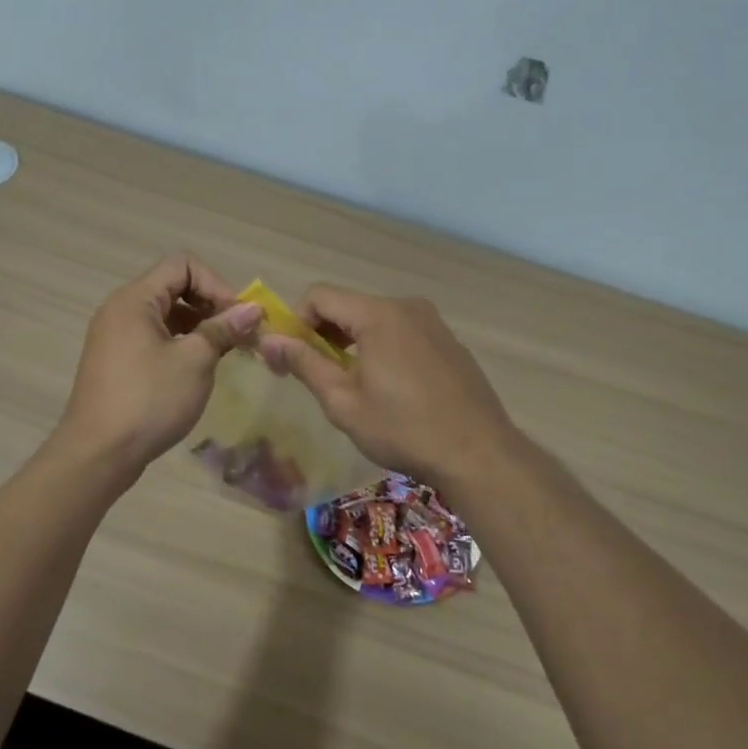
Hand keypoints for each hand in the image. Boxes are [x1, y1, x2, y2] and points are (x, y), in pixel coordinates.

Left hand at [56, 254, 262, 471]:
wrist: (98, 454)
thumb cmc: (149, 400)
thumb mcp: (194, 361)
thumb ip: (223, 329)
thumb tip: (252, 310)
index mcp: (134, 299)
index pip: (182, 265)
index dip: (217, 284)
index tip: (239, 317)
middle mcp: (120, 310)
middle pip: (174, 287)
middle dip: (211, 305)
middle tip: (240, 334)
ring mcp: (115, 337)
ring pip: (165, 315)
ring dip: (199, 326)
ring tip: (226, 352)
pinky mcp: (116, 362)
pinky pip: (154, 338)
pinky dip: (181, 344)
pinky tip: (199, 368)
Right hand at [259, 285, 517, 486]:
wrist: (478, 453)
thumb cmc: (403, 429)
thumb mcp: (343, 401)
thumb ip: (304, 364)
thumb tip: (268, 340)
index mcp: (378, 314)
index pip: (319, 295)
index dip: (296, 321)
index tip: (290, 358)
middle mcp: (406, 306)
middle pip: (348, 305)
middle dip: (323, 333)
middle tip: (314, 374)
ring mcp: (433, 322)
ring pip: (375, 319)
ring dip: (352, 342)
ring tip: (350, 383)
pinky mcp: (448, 341)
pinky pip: (402, 332)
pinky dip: (382, 348)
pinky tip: (389, 388)